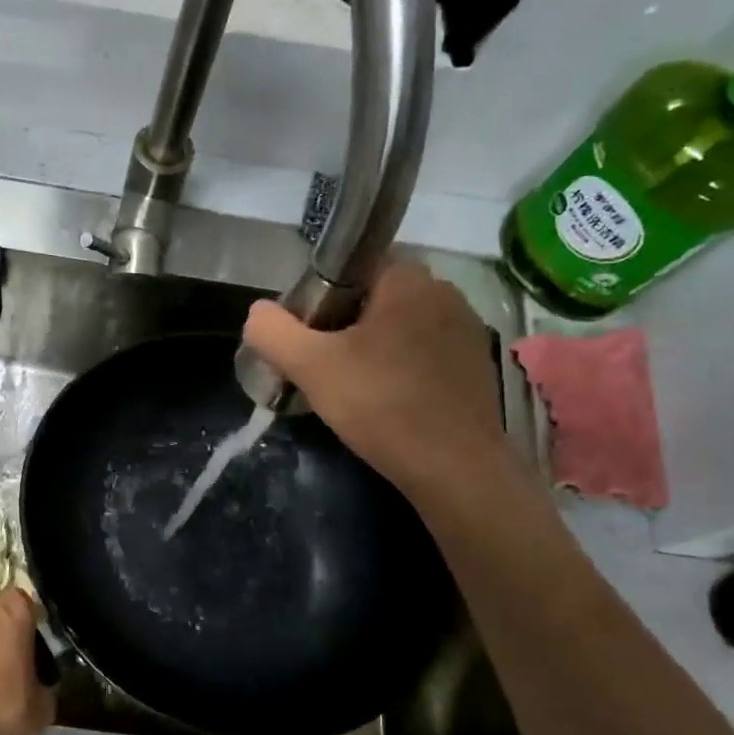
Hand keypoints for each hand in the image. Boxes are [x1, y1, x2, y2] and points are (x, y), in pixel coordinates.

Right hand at [243, 261, 511, 501]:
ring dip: (374, 349)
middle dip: (345, 325)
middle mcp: (445, 293)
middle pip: (376, 298)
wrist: (455, 468)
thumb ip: (273, 332)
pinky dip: (401, 369)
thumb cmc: (381, 405)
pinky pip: (424, 354)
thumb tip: (258, 313)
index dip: (322, 295)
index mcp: (408, 280)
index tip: (308, 334)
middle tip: (322, 365)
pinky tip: (387, 402)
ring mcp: (466, 331)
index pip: (353, 266)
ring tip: (353, 388)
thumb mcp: (310, 367)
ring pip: (401, 328)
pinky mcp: (475, 367)